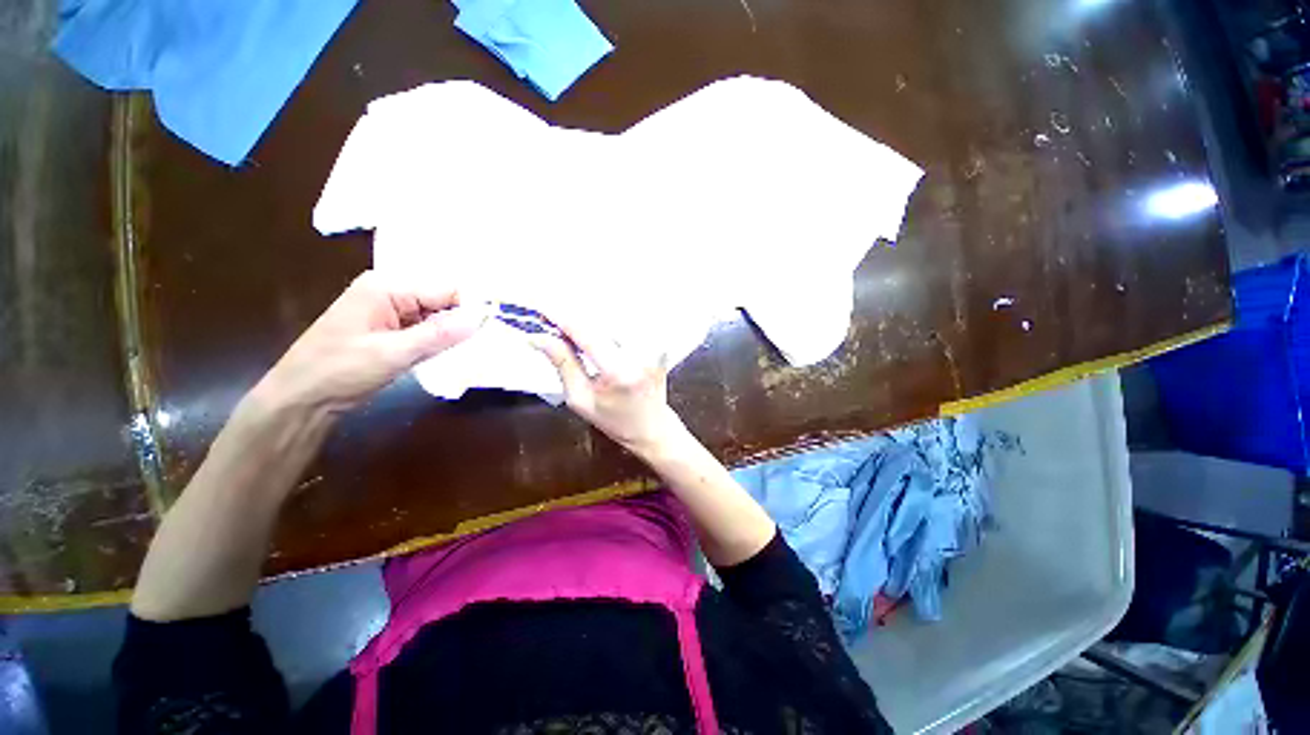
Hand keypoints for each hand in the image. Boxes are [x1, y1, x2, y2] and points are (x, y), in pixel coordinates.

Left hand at [252, 270, 484, 415]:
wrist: (302, 399)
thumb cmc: (340, 371)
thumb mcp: (394, 353)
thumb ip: (440, 334)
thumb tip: (481, 318)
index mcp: (387, 286)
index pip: (446, 289)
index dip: (471, 308)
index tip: (494, 329)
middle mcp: (391, 291)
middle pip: (443, 300)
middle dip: (462, 321)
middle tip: (485, 341)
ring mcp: (391, 310)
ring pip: (437, 316)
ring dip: (451, 333)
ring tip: (469, 349)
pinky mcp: (392, 328)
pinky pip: (427, 328)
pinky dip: (439, 340)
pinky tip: (448, 353)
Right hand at [530, 317, 684, 455]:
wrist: (653, 426)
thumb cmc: (614, 420)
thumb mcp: (580, 399)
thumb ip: (563, 364)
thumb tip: (538, 336)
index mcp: (620, 371)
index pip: (587, 333)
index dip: (562, 318)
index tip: (541, 310)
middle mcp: (641, 353)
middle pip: (600, 320)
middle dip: (576, 320)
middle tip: (555, 325)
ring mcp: (655, 345)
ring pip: (614, 318)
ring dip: (593, 322)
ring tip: (579, 336)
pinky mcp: (659, 341)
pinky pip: (629, 323)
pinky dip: (610, 325)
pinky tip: (602, 338)